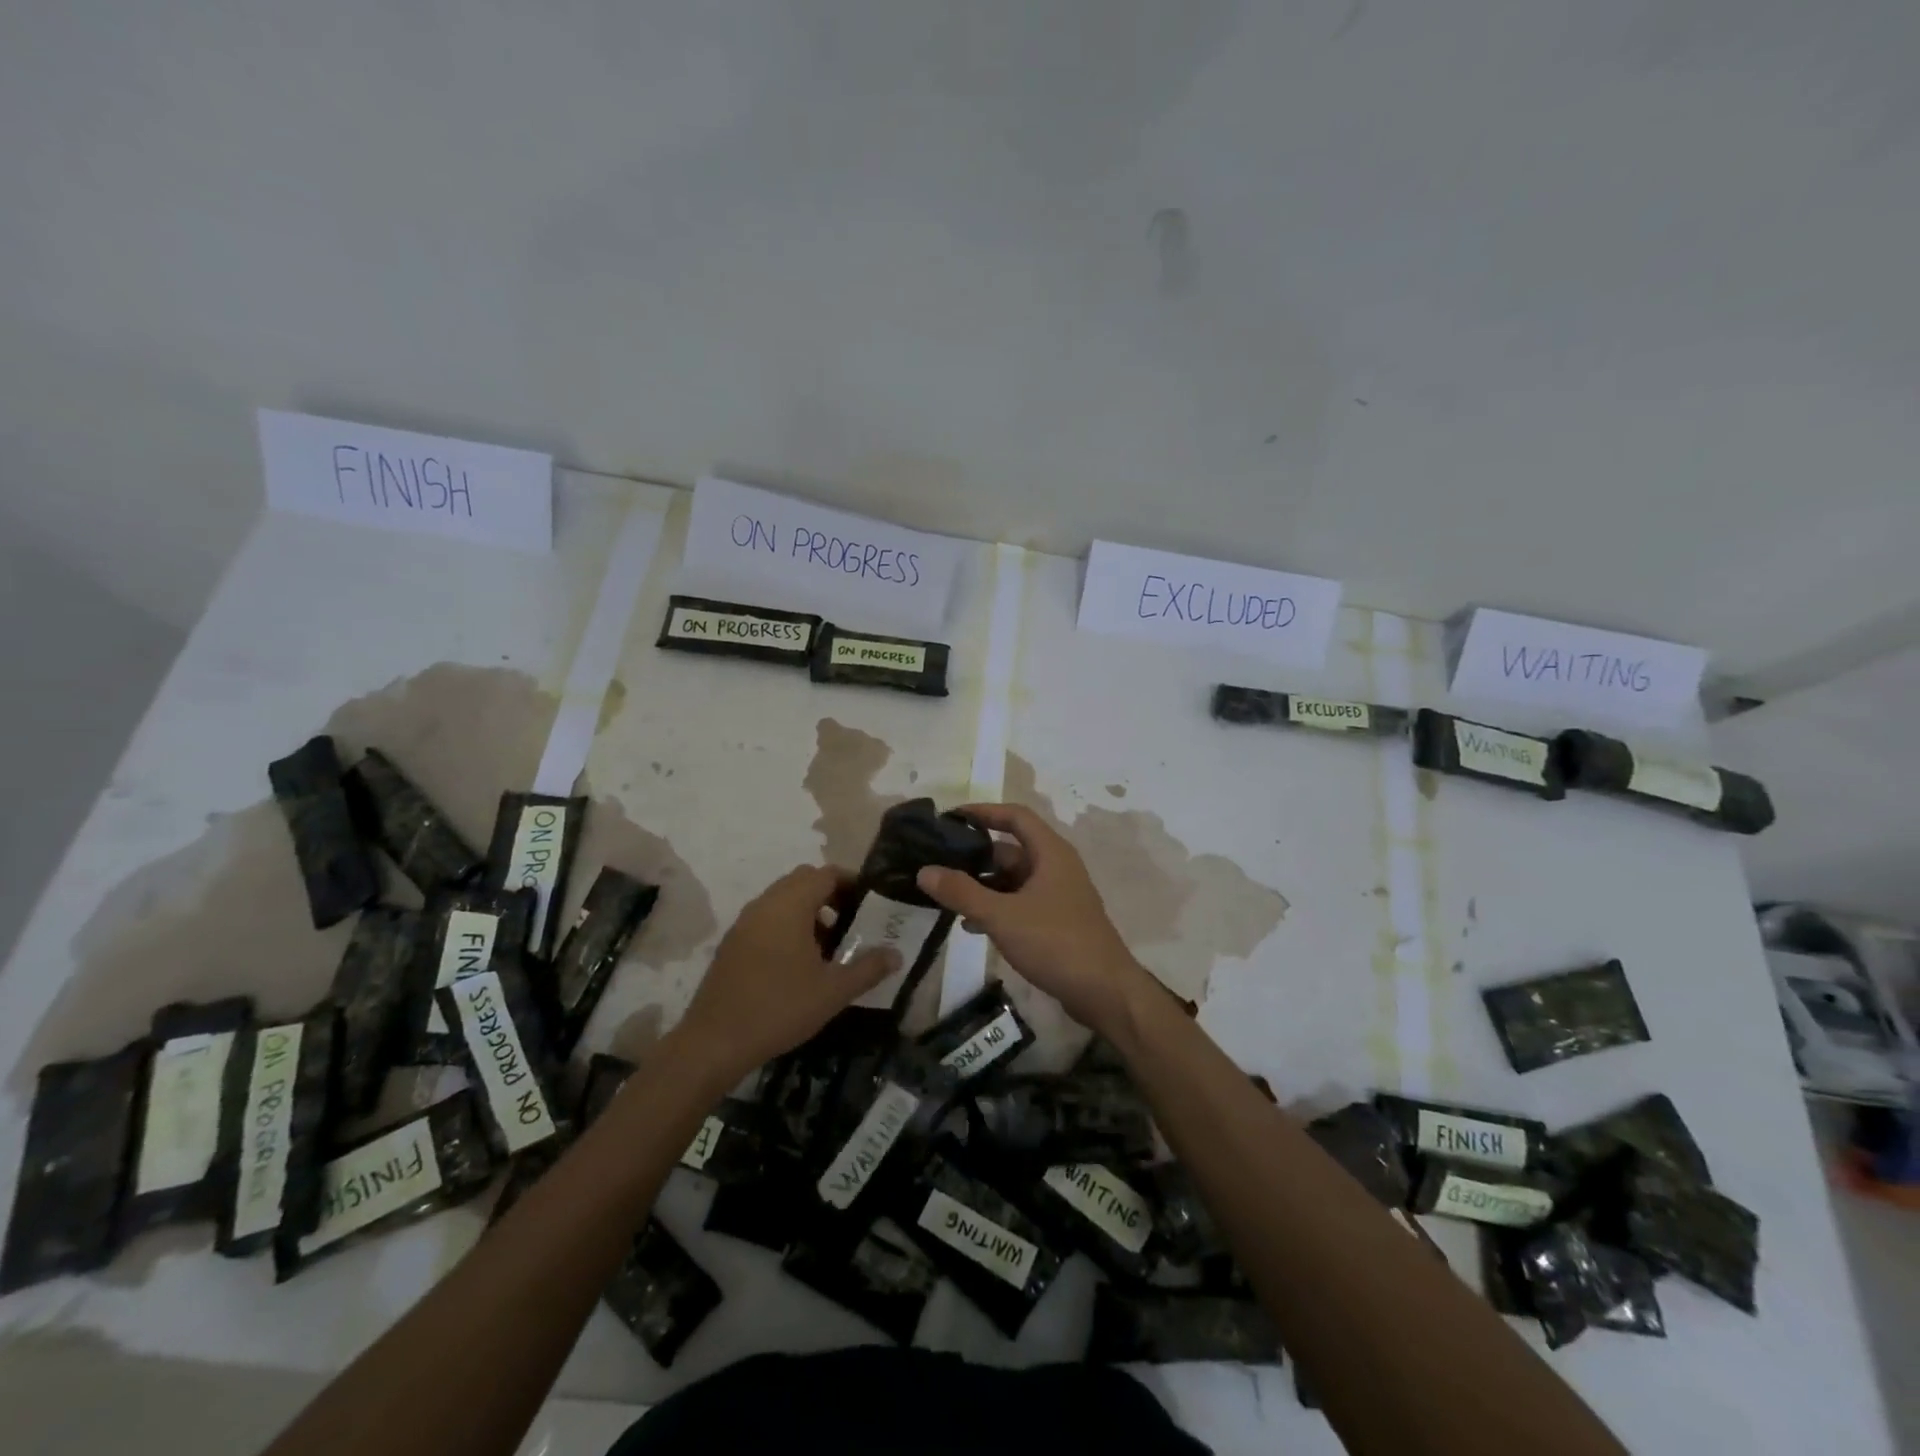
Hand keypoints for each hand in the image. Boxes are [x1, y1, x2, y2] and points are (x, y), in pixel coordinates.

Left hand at [674, 865, 899, 1084]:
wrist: (714, 1042)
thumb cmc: (779, 1008)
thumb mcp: (833, 992)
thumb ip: (868, 968)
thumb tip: (897, 955)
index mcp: (790, 905)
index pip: (826, 874)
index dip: (851, 882)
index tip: (870, 902)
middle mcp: (765, 904)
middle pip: (803, 880)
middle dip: (831, 894)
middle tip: (853, 920)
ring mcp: (744, 922)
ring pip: (783, 899)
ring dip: (809, 911)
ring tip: (829, 945)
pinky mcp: (732, 942)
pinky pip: (767, 918)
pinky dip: (787, 925)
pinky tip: (798, 962)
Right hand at [917, 803, 1149, 1037]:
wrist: (1105, 992)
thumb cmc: (1056, 942)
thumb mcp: (1002, 916)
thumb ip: (962, 892)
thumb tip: (924, 870)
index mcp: (1050, 853)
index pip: (1015, 817)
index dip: (983, 812)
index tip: (951, 817)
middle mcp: (1057, 867)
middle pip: (1011, 850)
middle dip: (976, 856)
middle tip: (938, 863)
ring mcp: (1059, 896)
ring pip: (1014, 880)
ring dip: (983, 886)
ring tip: (947, 897)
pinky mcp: (1057, 922)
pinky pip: (1020, 904)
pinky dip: (997, 908)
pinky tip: (972, 926)